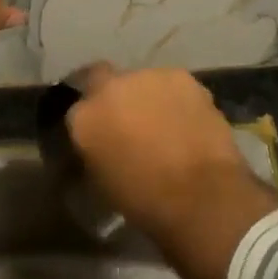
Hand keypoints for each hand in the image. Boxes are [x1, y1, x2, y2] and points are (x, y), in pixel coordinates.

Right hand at [67, 67, 277, 278]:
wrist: (201, 195)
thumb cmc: (146, 202)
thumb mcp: (102, 182)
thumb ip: (95, 150)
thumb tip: (99, 143)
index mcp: (85, 117)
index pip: (76, 106)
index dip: (89, 118)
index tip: (98, 131)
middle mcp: (112, 87)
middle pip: (105, 81)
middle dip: (114, 97)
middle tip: (129, 123)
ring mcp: (149, 76)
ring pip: (141, 81)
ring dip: (146, 96)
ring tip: (163, 124)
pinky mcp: (182, 76)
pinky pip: (171, 85)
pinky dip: (174, 99)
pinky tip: (186, 122)